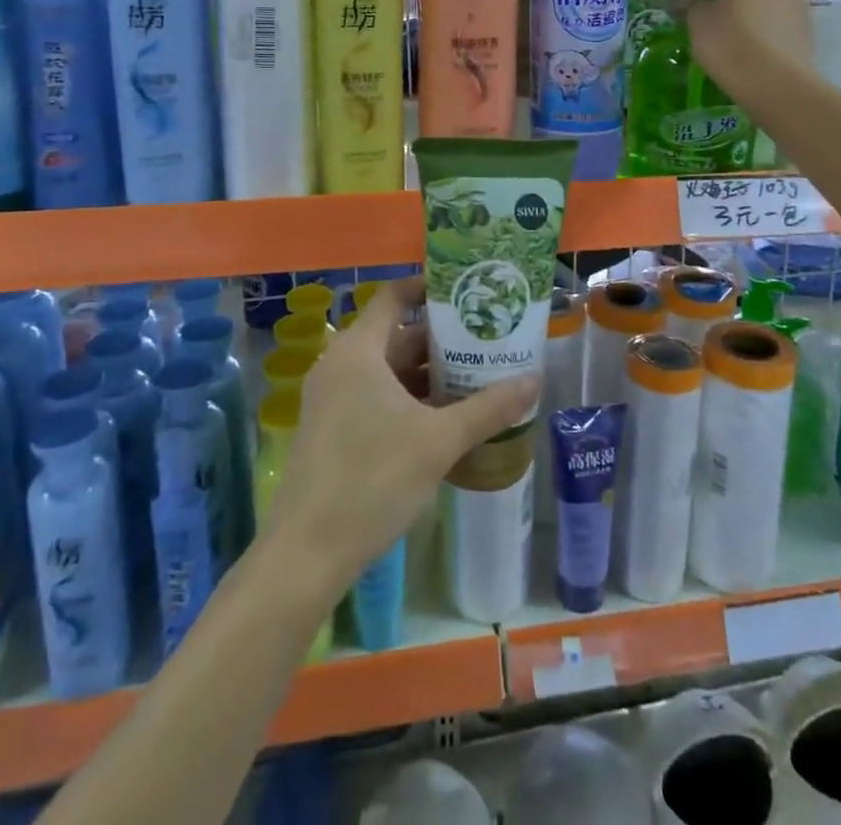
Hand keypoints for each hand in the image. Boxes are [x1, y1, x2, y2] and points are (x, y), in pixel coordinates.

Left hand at [261, 277, 536, 591]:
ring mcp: (333, 397)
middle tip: (488, 341)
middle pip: (396, 336)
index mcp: (359, 350)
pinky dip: (409, 398)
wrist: (307, 553)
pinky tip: (445, 418)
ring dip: (429, 374)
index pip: (394, 296)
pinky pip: (376, 396)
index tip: (468, 292)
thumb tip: (534, 380)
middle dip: (442, 340)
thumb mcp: (438, 441)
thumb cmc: (373, 480)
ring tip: (477, 378)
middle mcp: (341, 364)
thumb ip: (488, 409)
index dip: (429, 288)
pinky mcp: (332, 427)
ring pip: (388, 370)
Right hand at [681, 0, 816, 98]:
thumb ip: (688, 5)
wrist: (776, 80)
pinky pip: (782, 15)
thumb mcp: (698, 23)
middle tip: (719, 13)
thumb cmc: (729, 41)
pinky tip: (756, 46)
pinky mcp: (808, 22)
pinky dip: (770, 24)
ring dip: (757, 6)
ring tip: (738, 33)